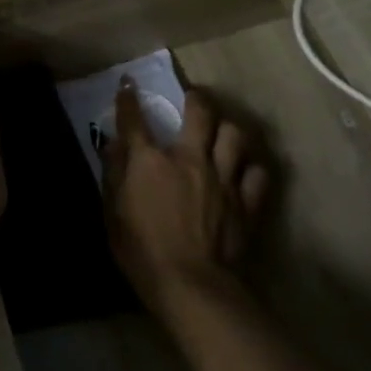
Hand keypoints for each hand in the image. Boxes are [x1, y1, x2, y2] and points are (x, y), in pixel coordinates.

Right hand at [102, 82, 270, 325]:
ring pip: (235, 134)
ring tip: (223, 130)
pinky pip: (257, 172)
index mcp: (151, 162)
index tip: (128, 85)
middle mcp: (190, 159)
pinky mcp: (246, 201)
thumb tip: (113, 143)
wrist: (191, 285)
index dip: (129, 99)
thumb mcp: (113, 214)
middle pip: (201, 112)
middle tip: (194, 98)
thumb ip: (113, 175)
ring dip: (227, 128)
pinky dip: (251, 167)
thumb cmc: (142, 252)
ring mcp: (223, 178)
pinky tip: (245, 169)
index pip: (136, 120)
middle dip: (196, 98)